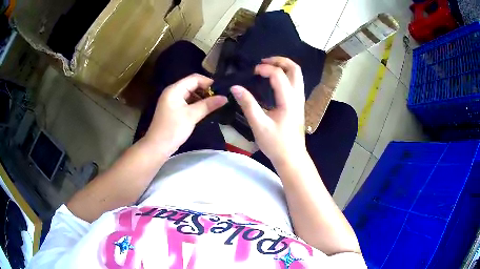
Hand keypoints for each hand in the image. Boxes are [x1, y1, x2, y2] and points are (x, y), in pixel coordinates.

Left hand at [144, 74, 227, 155]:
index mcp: (175, 89)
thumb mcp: (191, 116)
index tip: (222, 90)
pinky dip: (197, 104)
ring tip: (215, 105)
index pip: (194, 78)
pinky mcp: (174, 110)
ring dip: (203, 98)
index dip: (208, 82)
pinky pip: (188, 102)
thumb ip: (208, 105)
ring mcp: (173, 101)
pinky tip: (206, 110)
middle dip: (206, 90)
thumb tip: (225, 98)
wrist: (157, 147)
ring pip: (191, 94)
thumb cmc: (173, 129)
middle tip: (220, 98)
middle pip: (193, 85)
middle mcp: (173, 92)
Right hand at [231, 57, 306, 164]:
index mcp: (289, 100)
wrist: (292, 158)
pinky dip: (286, 75)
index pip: (279, 75)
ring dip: (284, 66)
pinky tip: (274, 81)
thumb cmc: (276, 144)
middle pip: (295, 69)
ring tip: (268, 67)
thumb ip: (248, 104)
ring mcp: (300, 100)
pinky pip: (295, 82)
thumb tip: (235, 87)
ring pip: (297, 75)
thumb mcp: (259, 125)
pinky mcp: (298, 105)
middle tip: (263, 62)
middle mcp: (297, 97)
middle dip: (280, 60)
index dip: (264, 69)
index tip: (252, 72)